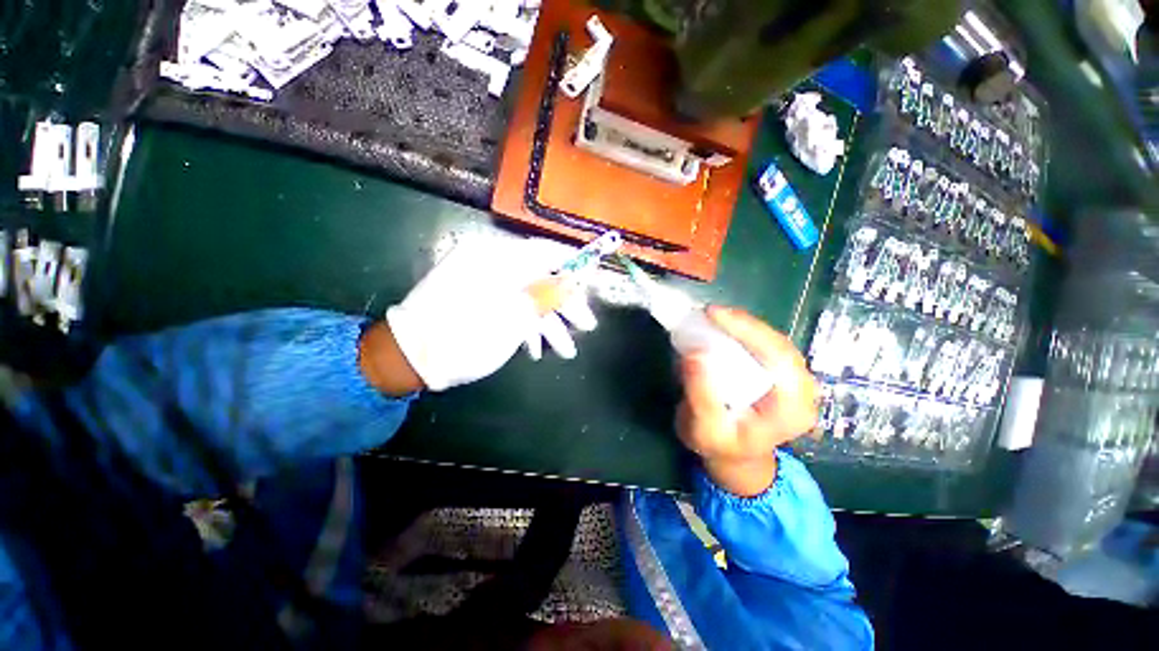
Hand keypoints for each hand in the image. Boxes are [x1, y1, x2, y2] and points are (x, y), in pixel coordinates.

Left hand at [382, 236, 595, 391]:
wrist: (408, 357)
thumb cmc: (462, 338)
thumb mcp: (512, 320)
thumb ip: (546, 296)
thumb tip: (574, 280)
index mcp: (497, 257)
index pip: (548, 251)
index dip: (575, 266)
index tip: (594, 283)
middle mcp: (491, 261)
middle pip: (541, 276)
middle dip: (565, 304)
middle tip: (586, 326)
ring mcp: (483, 279)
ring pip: (528, 293)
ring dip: (548, 321)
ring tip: (565, 350)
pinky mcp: (478, 295)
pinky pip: (510, 302)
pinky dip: (526, 323)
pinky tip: (535, 348)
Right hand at [677, 307, 819, 496]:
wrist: (736, 457)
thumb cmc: (719, 446)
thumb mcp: (704, 428)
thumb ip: (700, 395)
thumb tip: (693, 353)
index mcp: (792, 410)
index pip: (777, 358)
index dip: (747, 330)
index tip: (713, 314)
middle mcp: (803, 391)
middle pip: (779, 344)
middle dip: (744, 323)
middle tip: (710, 312)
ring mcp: (795, 381)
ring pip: (773, 341)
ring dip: (743, 325)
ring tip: (714, 317)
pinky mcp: (781, 374)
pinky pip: (766, 345)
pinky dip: (743, 332)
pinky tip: (724, 327)